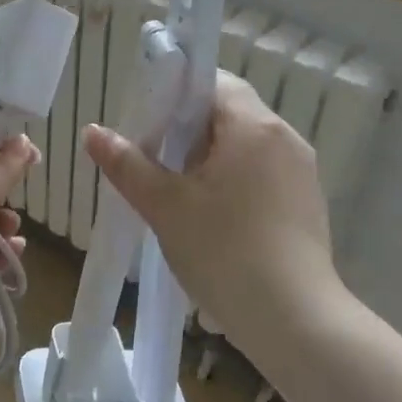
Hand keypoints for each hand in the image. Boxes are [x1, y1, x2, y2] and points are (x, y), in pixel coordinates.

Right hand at [84, 72, 343, 356]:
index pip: (212, 82)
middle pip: (229, 114)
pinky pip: (263, 175)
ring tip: (179, 197)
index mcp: (254, 126)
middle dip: (187, 134)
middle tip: (155, 166)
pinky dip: (234, 183)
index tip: (148, 128)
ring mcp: (302, 172)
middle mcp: (285, 138)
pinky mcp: (307, 204)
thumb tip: (93, 132)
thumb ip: (127, 164)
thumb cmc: (224, 252)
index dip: (174, 97)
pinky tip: (215, 221)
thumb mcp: (165, 206)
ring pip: (245, 148)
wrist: (293, 319)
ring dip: (210, 161)